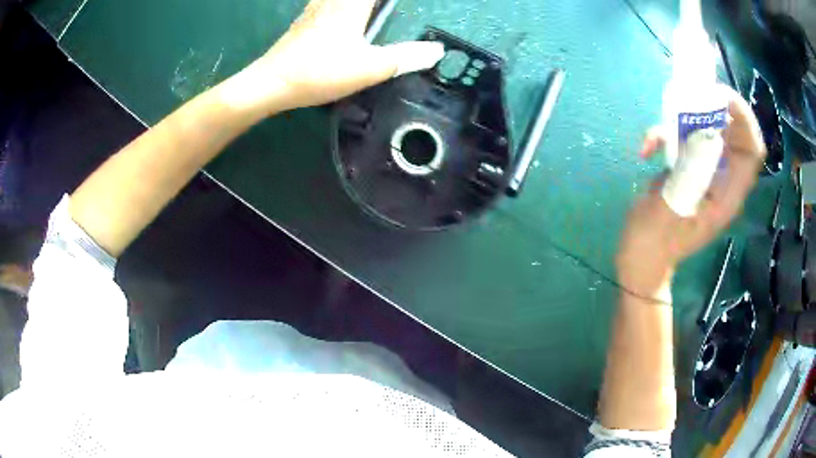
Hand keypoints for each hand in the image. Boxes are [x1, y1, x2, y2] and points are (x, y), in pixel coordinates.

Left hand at [229, 0, 443, 113]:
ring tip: (369, 11)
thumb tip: (438, 51)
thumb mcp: (369, 68)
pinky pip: (326, 2)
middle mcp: (332, 1)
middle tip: (383, 8)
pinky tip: (338, 11)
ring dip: (357, 3)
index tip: (394, 6)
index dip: (387, 0)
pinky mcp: (303, 22)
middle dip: (373, 2)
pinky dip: (337, 4)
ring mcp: (315, 9)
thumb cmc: (320, 72)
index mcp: (351, 4)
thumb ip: (405, 58)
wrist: (271, 83)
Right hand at [617, 85, 765, 297]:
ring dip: (685, 119)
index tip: (719, 97)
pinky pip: (685, 138)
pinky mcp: (689, 167)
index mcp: (728, 195)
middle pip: (734, 131)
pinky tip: (647, 148)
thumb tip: (700, 134)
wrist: (642, 257)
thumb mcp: (671, 209)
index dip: (744, 119)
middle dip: (714, 108)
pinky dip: (666, 134)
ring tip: (659, 131)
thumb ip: (689, 172)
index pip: (752, 150)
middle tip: (688, 97)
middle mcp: (723, 180)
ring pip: (708, 129)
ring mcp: (705, 172)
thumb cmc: (655, 243)